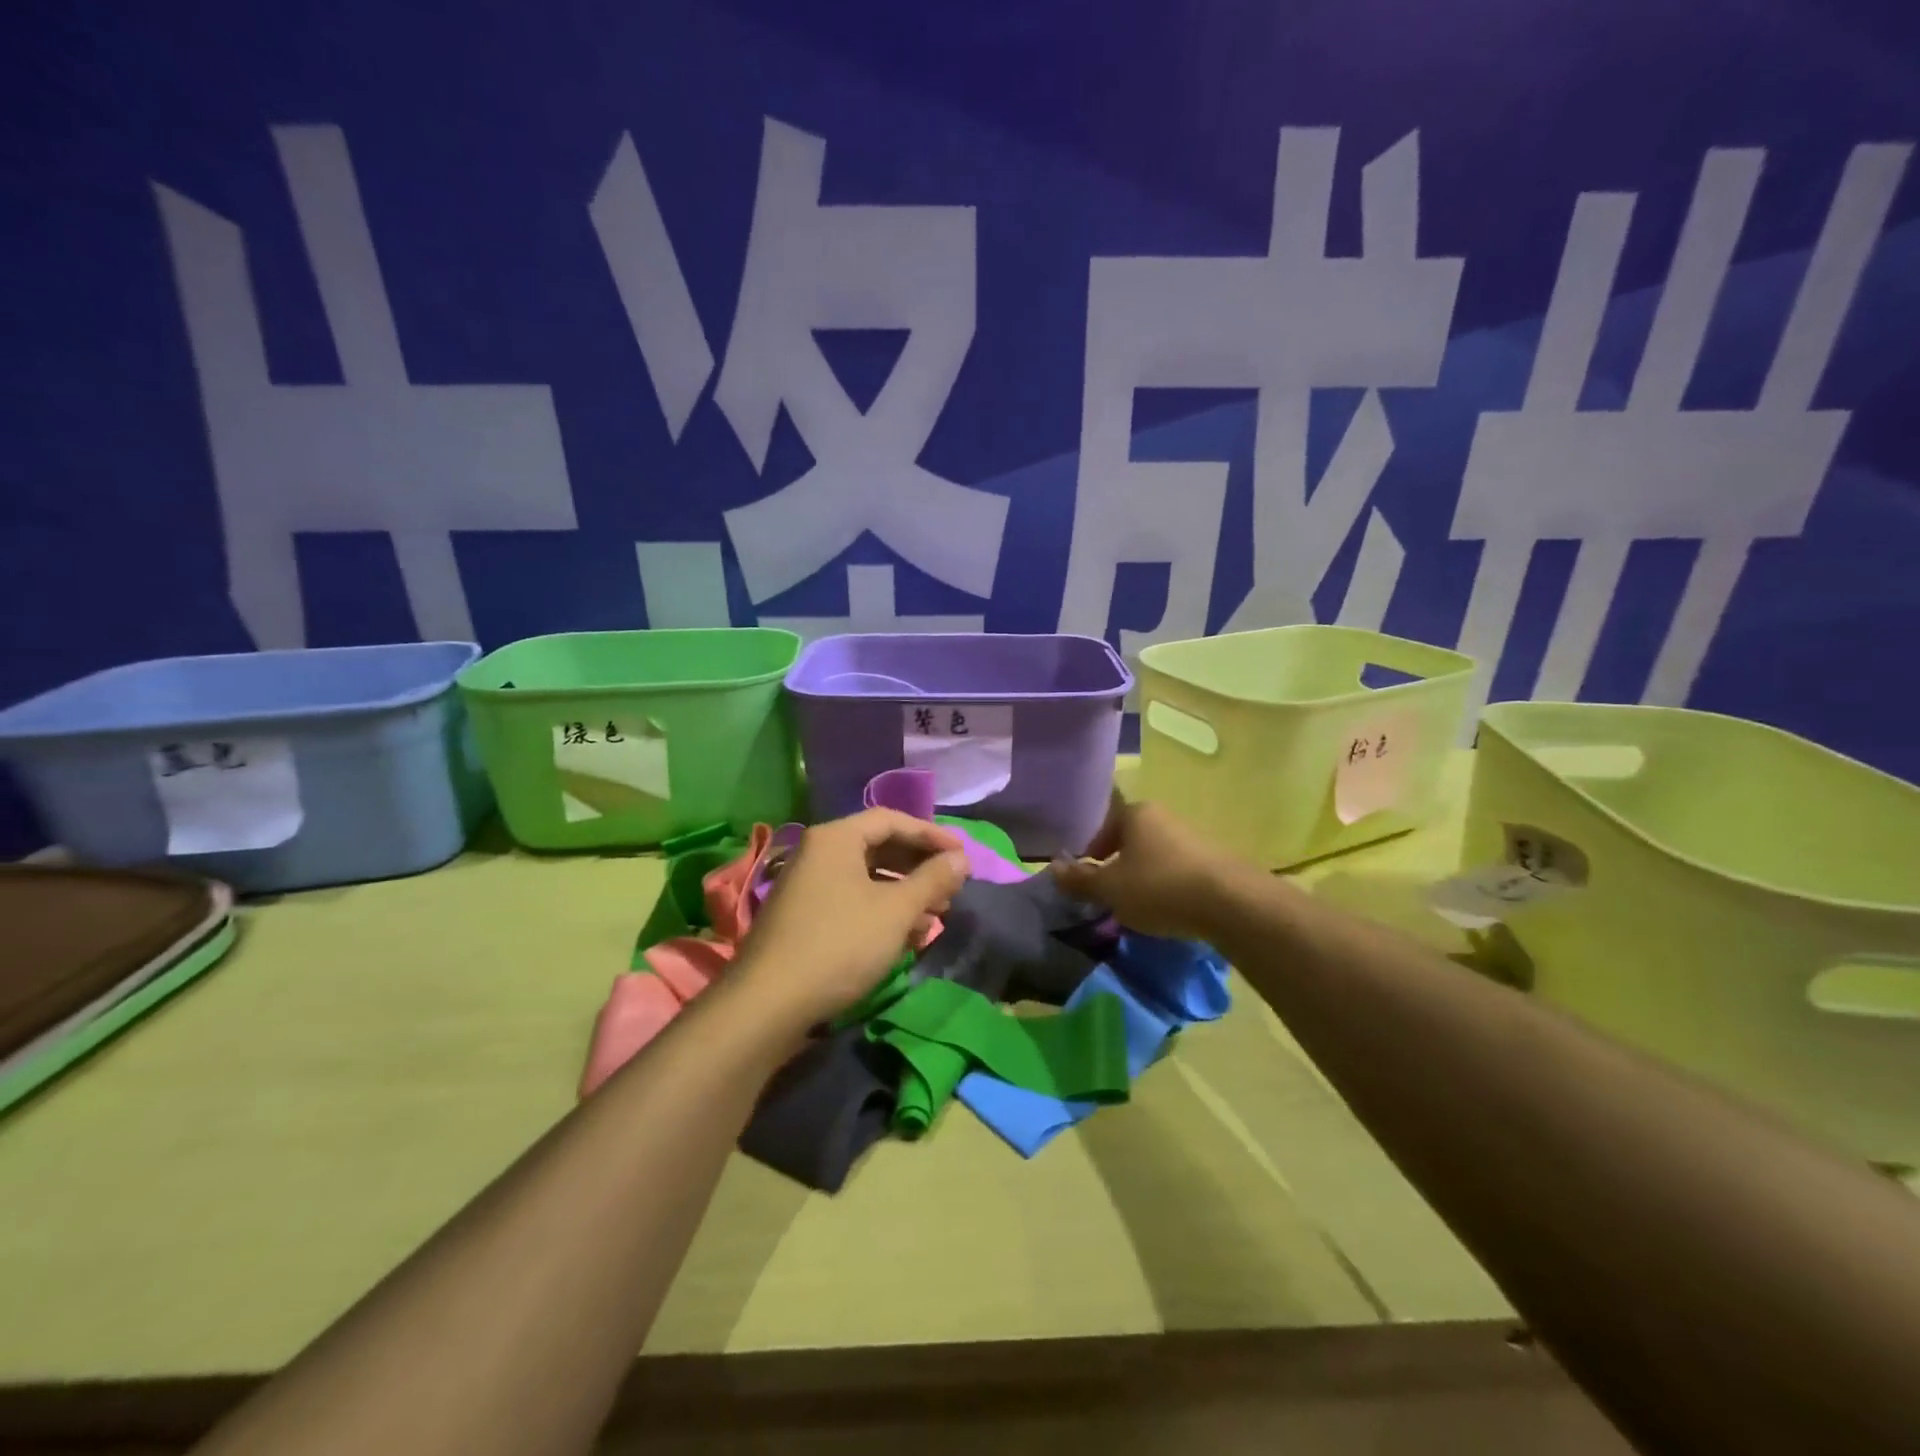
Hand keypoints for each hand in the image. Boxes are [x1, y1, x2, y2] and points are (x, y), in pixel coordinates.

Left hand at [734, 809, 968, 1028]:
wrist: (768, 1004)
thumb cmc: (839, 945)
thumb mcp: (895, 911)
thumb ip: (932, 879)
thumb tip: (961, 858)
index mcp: (836, 838)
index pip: (892, 820)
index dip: (932, 835)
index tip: (964, 856)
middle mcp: (818, 853)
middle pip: (879, 846)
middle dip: (920, 867)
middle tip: (952, 887)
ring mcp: (808, 885)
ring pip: (868, 877)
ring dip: (905, 892)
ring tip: (937, 915)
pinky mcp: (805, 916)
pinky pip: (853, 899)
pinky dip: (883, 910)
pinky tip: (906, 935)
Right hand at [1051, 793, 1236, 939]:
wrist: (1231, 902)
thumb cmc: (1159, 887)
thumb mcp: (1110, 889)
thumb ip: (1080, 879)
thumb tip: (1051, 868)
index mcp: (1136, 813)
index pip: (1102, 826)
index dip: (1090, 853)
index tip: (1087, 879)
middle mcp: (1164, 817)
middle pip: (1130, 839)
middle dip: (1117, 865)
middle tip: (1109, 894)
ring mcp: (1192, 836)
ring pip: (1154, 855)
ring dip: (1143, 877)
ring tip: (1138, 906)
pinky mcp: (1214, 860)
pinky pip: (1178, 870)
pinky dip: (1167, 886)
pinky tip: (1169, 909)